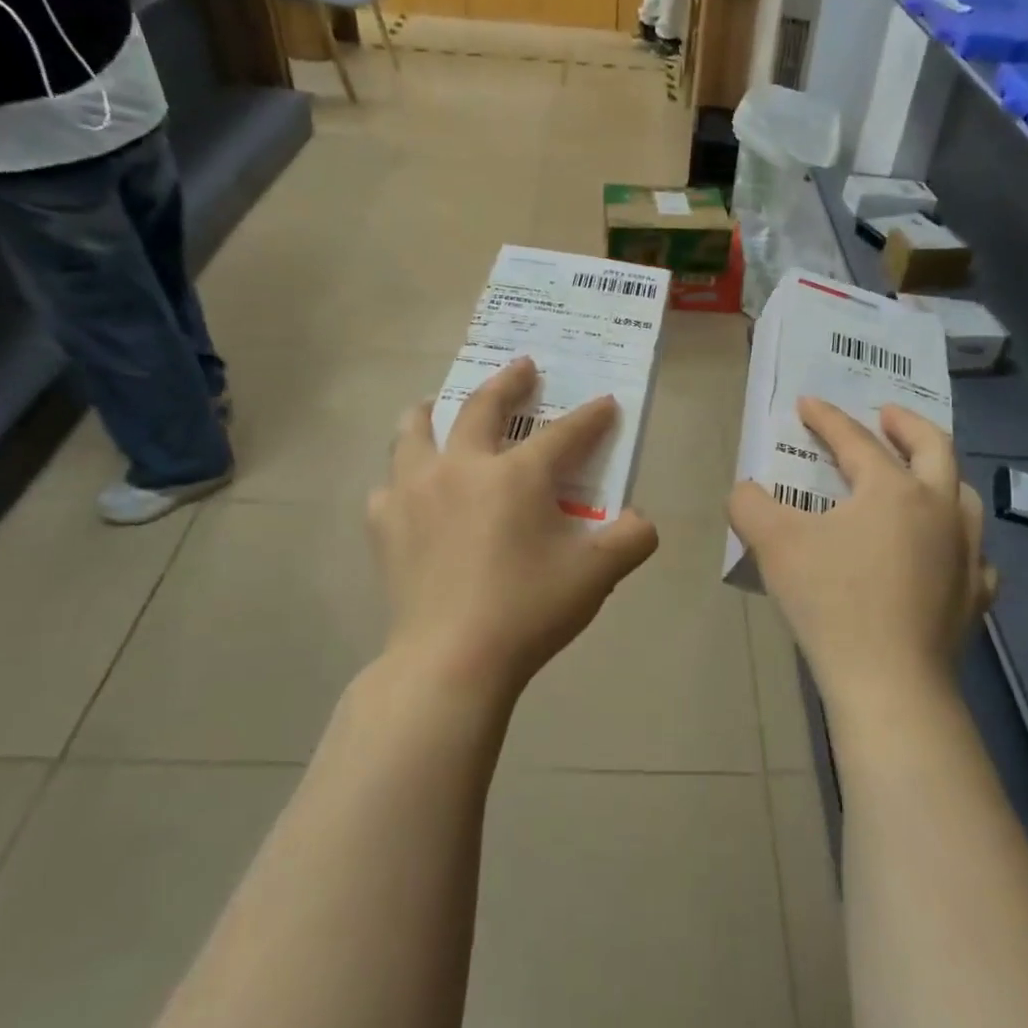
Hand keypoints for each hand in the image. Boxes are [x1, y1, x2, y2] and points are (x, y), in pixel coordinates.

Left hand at [369, 358, 659, 698]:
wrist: (452, 659)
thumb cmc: (529, 610)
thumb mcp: (598, 574)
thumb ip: (633, 539)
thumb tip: (642, 522)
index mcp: (518, 474)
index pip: (566, 432)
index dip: (591, 416)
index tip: (606, 402)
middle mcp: (463, 466)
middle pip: (483, 406)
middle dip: (509, 382)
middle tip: (522, 367)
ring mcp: (416, 490)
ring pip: (416, 431)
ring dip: (433, 412)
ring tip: (436, 406)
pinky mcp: (386, 523)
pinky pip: (391, 483)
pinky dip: (404, 477)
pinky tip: (412, 489)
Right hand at [729, 400, 995, 706]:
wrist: (889, 682)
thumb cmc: (831, 601)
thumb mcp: (774, 545)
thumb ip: (750, 505)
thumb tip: (744, 491)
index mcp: (893, 489)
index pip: (856, 440)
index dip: (827, 418)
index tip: (808, 403)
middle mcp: (940, 509)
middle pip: (934, 448)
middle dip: (907, 425)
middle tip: (886, 415)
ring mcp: (966, 552)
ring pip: (963, 496)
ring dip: (940, 475)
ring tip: (920, 476)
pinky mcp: (975, 595)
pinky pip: (974, 553)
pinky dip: (957, 541)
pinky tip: (945, 553)